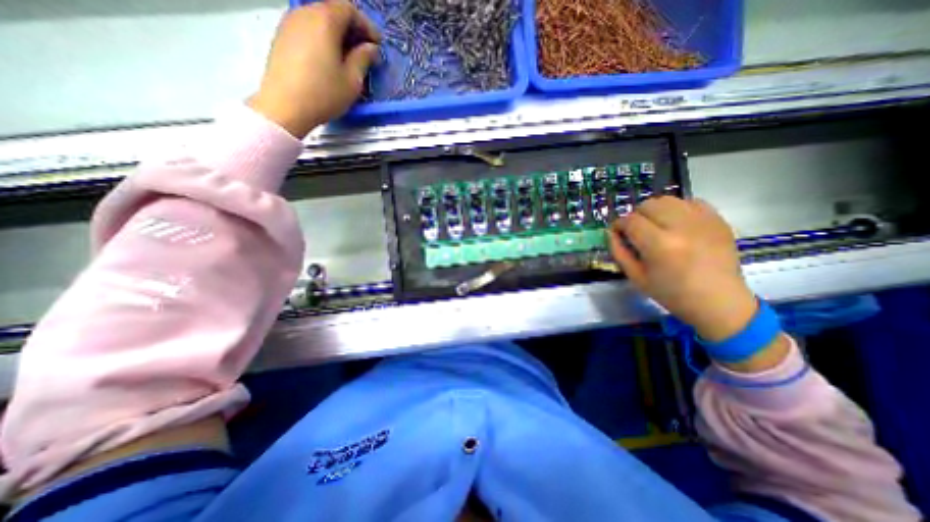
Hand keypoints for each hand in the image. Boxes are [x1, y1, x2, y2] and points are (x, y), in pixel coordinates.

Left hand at [249, 0, 378, 137]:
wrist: (285, 106)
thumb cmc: (324, 94)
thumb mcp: (352, 80)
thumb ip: (363, 59)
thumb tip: (371, 49)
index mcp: (325, 21)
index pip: (349, 9)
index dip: (367, 25)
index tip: (377, 44)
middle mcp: (304, 13)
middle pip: (332, 10)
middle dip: (352, 28)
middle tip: (365, 51)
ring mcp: (289, 23)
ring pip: (318, 19)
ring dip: (336, 34)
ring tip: (348, 57)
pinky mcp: (281, 37)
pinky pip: (307, 29)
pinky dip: (322, 38)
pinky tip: (329, 59)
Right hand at [607, 195, 758, 341]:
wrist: (719, 301)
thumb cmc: (672, 293)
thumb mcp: (636, 277)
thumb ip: (619, 252)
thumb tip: (611, 232)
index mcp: (659, 245)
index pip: (630, 220)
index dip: (619, 224)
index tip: (618, 233)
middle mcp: (681, 227)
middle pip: (648, 205)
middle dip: (636, 216)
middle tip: (637, 231)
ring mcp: (702, 221)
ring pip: (668, 200)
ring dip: (655, 210)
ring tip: (657, 226)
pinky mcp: (717, 219)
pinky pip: (690, 202)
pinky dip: (678, 209)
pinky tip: (677, 224)